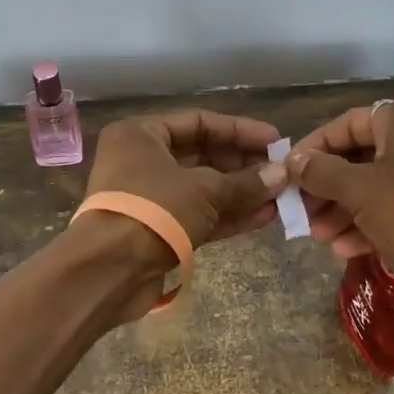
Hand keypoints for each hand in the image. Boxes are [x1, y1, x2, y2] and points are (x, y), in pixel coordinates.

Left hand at [84, 109, 286, 250]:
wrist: (110, 270)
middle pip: (202, 156)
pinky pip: (198, 216)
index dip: (240, 131)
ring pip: (203, 189)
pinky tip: (264, 217)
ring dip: (241, 193)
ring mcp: (149, 199)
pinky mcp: (157, 231)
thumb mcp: (205, 189)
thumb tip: (282, 175)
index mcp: (140, 135)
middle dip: (243, 165)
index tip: (275, 141)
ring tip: (280, 196)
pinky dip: (228, 216)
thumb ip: (245, 182)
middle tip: (281, 172)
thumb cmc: (154, 210)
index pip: (198, 123)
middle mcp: (141, 161)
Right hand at [289, 100, 393, 309]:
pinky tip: (346, 251)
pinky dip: (369, 227)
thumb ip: (321, 173)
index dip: (312, 149)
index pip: (344, 124)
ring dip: (343, 213)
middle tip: (301, 214)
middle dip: (326, 189)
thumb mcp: (360, 189)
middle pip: (357, 159)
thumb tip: (292, 161)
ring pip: (374, 189)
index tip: (287, 175)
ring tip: (320, 237)